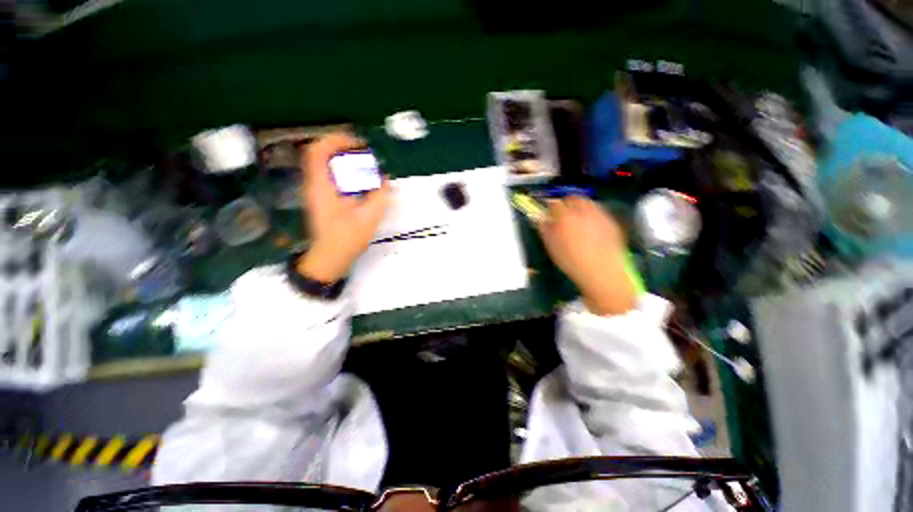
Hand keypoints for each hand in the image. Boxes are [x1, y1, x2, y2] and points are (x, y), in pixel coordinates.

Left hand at [297, 131, 389, 281]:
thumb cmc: (347, 238)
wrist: (330, 258)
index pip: (318, 151)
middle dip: (342, 148)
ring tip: (363, 164)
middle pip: (320, 154)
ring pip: (324, 164)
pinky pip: (328, 176)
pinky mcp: (320, 199)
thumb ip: (379, 195)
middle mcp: (313, 185)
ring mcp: (315, 192)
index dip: (336, 140)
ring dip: (342, 159)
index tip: (358, 144)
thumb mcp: (369, 217)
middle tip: (364, 152)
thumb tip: (385, 178)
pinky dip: (342, 172)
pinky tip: (358, 180)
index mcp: (321, 186)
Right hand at [536, 196, 635, 315]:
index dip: (550, 206)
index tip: (549, 212)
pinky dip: (593, 215)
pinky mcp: (611, 222)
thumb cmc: (571, 261)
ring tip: (578, 219)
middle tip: (563, 213)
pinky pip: (600, 212)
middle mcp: (583, 211)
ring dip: (581, 206)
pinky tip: (592, 227)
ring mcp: (599, 215)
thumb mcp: (552, 247)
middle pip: (574, 198)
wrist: (602, 272)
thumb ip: (545, 229)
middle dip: (567, 203)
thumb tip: (540, 219)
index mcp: (564, 216)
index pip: (555, 203)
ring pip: (588, 203)